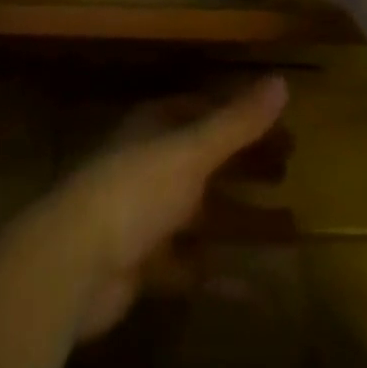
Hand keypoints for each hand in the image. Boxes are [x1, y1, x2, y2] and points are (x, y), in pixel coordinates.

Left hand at [15, 76, 287, 340]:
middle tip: (290, 169)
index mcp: (157, 126)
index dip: (242, 116)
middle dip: (247, 164)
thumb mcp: (191, 149)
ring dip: (244, 218)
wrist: (74, 263)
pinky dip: (224, 273)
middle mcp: (152, 163)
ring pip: (205, 212)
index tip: (282, 126)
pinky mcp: (146, 263)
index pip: (205, 110)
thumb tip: (281, 80)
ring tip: (292, 227)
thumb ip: (236, 121)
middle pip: (208, 159)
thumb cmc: (135, 189)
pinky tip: (260, 287)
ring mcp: (148, 215)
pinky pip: (194, 265)